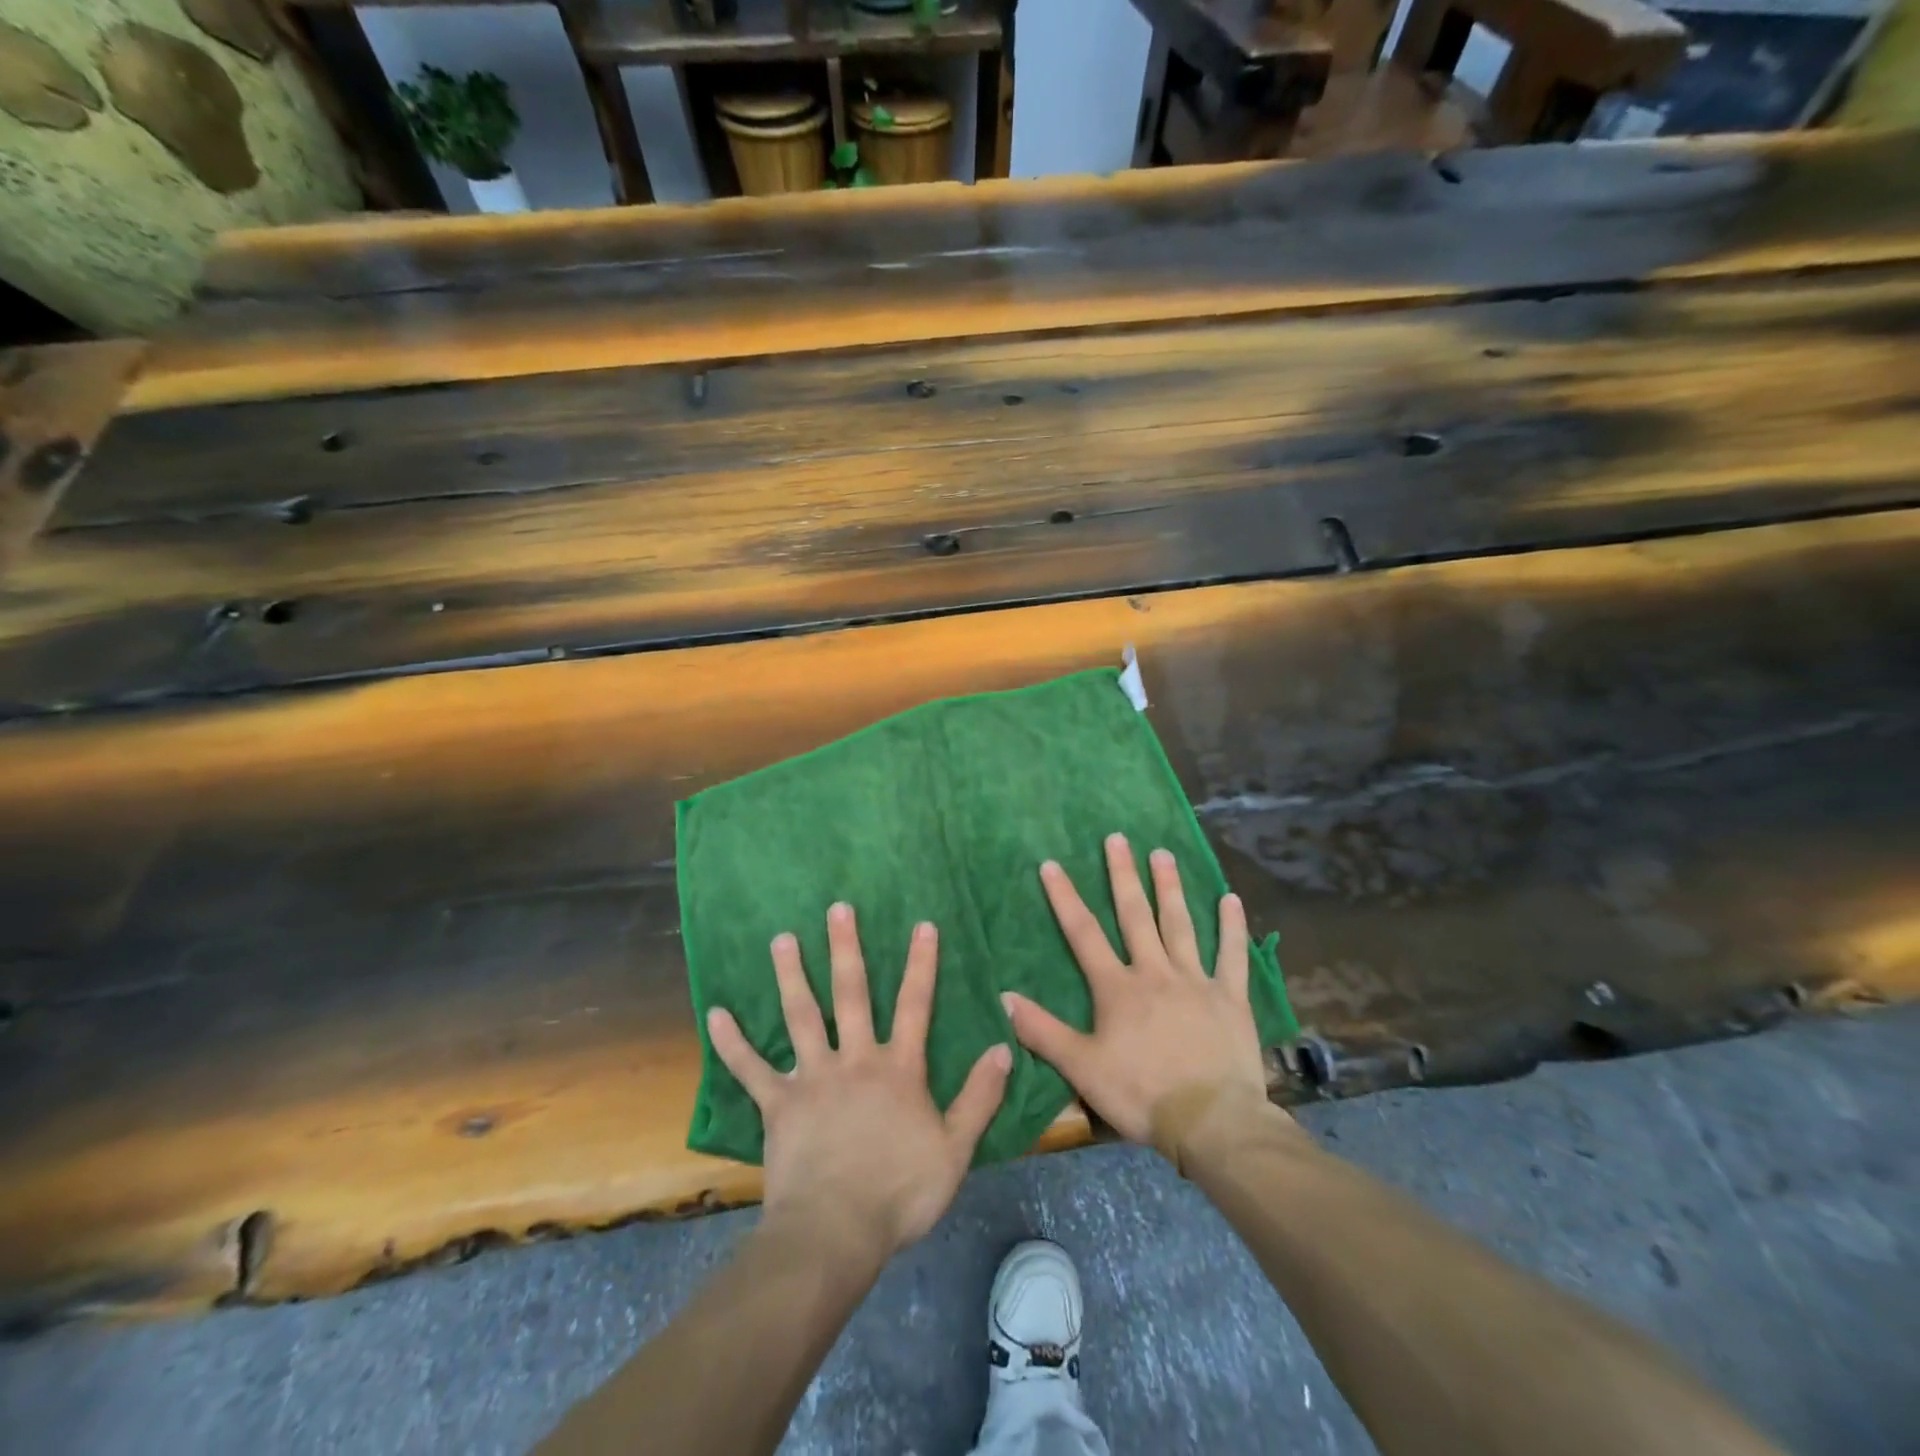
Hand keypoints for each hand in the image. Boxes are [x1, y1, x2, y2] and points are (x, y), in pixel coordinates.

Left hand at [707, 904, 1010, 1262]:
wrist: (835, 1233)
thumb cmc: (899, 1192)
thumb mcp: (955, 1149)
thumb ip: (979, 1097)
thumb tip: (1002, 1048)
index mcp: (897, 1069)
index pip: (914, 1006)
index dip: (921, 964)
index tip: (922, 924)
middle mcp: (854, 1060)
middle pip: (850, 994)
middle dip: (845, 948)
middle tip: (837, 908)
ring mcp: (812, 1078)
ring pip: (800, 1016)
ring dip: (791, 976)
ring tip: (781, 939)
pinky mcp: (778, 1104)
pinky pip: (751, 1069)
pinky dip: (732, 1042)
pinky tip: (714, 1014)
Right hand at [1003, 833, 1272, 1152]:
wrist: (1211, 1123)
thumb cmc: (1141, 1094)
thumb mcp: (1081, 1068)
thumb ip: (1043, 1031)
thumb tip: (1004, 997)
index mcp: (1117, 988)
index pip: (1083, 933)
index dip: (1065, 898)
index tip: (1053, 864)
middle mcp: (1155, 972)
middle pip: (1135, 915)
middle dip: (1123, 876)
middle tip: (1118, 838)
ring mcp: (1195, 981)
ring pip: (1180, 925)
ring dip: (1170, 888)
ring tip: (1163, 854)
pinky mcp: (1229, 998)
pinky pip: (1232, 956)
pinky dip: (1232, 927)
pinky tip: (1230, 899)